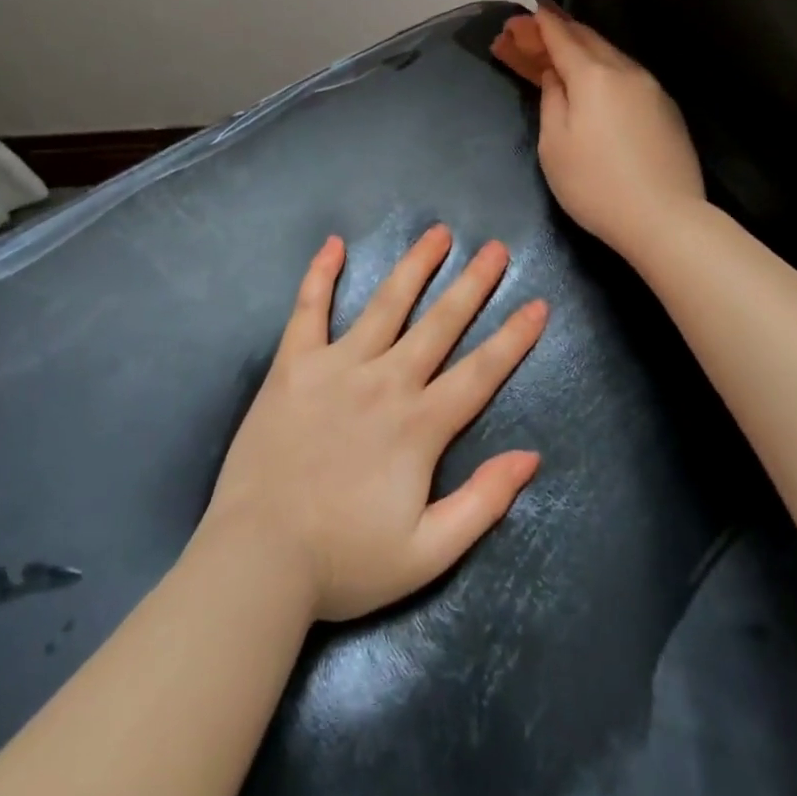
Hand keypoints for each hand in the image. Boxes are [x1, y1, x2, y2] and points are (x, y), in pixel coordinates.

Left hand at [202, 227, 546, 622]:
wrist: (259, 560)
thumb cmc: (345, 561)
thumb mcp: (428, 552)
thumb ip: (483, 503)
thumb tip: (530, 456)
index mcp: (420, 425)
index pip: (480, 371)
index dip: (513, 338)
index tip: (537, 304)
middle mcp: (385, 382)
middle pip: (439, 323)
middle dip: (472, 284)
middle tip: (495, 248)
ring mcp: (337, 367)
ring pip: (385, 304)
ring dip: (415, 266)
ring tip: (438, 234)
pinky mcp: (294, 366)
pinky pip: (308, 310)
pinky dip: (320, 275)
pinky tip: (333, 244)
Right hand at [493, 5, 705, 262]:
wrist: (664, 219)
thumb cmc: (595, 185)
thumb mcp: (554, 145)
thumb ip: (552, 100)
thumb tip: (556, 75)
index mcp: (594, 76)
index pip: (562, 37)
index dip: (540, 25)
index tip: (523, 15)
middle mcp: (626, 71)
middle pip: (588, 39)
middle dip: (560, 31)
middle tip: (535, 30)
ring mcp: (652, 89)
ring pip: (612, 55)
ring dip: (584, 48)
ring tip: (563, 51)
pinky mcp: (667, 109)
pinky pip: (628, 75)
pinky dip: (605, 68)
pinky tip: (597, 79)